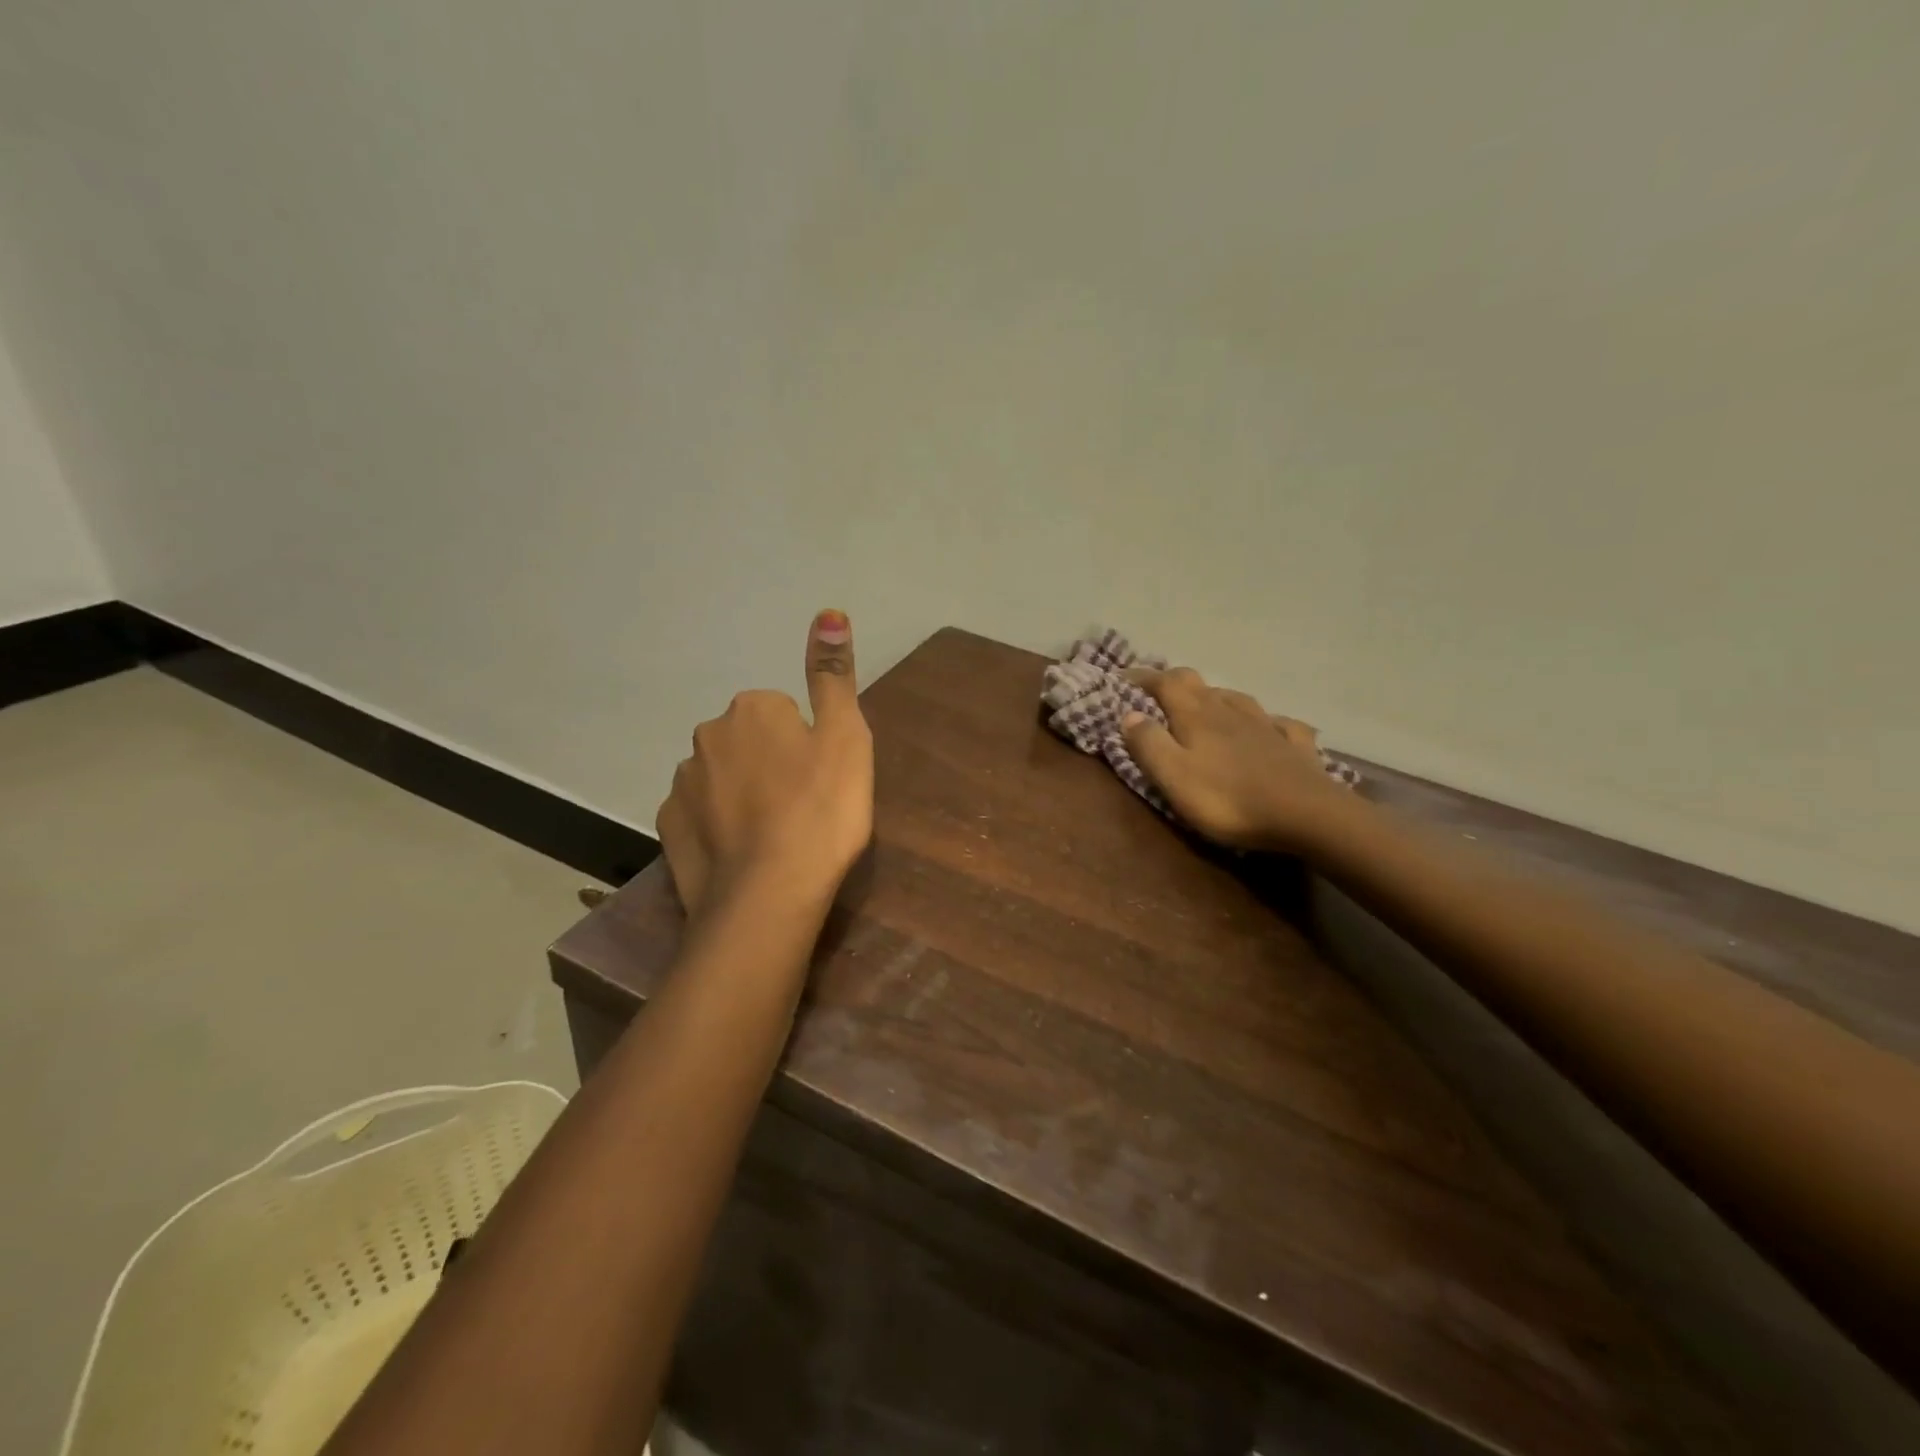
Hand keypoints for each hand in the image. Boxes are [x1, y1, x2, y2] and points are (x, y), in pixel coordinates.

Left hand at [657, 610, 873, 917]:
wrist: (768, 894)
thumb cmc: (820, 810)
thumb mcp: (845, 736)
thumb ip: (832, 675)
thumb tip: (828, 612)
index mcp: (752, 709)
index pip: (783, 712)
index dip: (806, 745)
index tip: (821, 780)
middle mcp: (707, 735)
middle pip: (748, 742)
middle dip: (770, 763)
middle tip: (802, 807)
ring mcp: (682, 783)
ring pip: (721, 777)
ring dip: (742, 795)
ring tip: (773, 836)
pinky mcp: (668, 828)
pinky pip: (699, 814)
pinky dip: (717, 827)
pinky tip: (741, 854)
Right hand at [1122, 668, 1349, 853]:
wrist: (1307, 815)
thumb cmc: (1228, 799)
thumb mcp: (1173, 776)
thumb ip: (1148, 744)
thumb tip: (1129, 714)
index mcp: (1196, 715)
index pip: (1164, 683)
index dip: (1142, 677)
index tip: (1122, 678)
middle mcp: (1229, 710)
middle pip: (1198, 685)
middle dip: (1174, 684)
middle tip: (1158, 694)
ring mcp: (1266, 725)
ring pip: (1235, 699)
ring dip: (1215, 698)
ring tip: (1205, 709)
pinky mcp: (1294, 746)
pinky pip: (1277, 724)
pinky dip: (1264, 723)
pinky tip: (1268, 729)